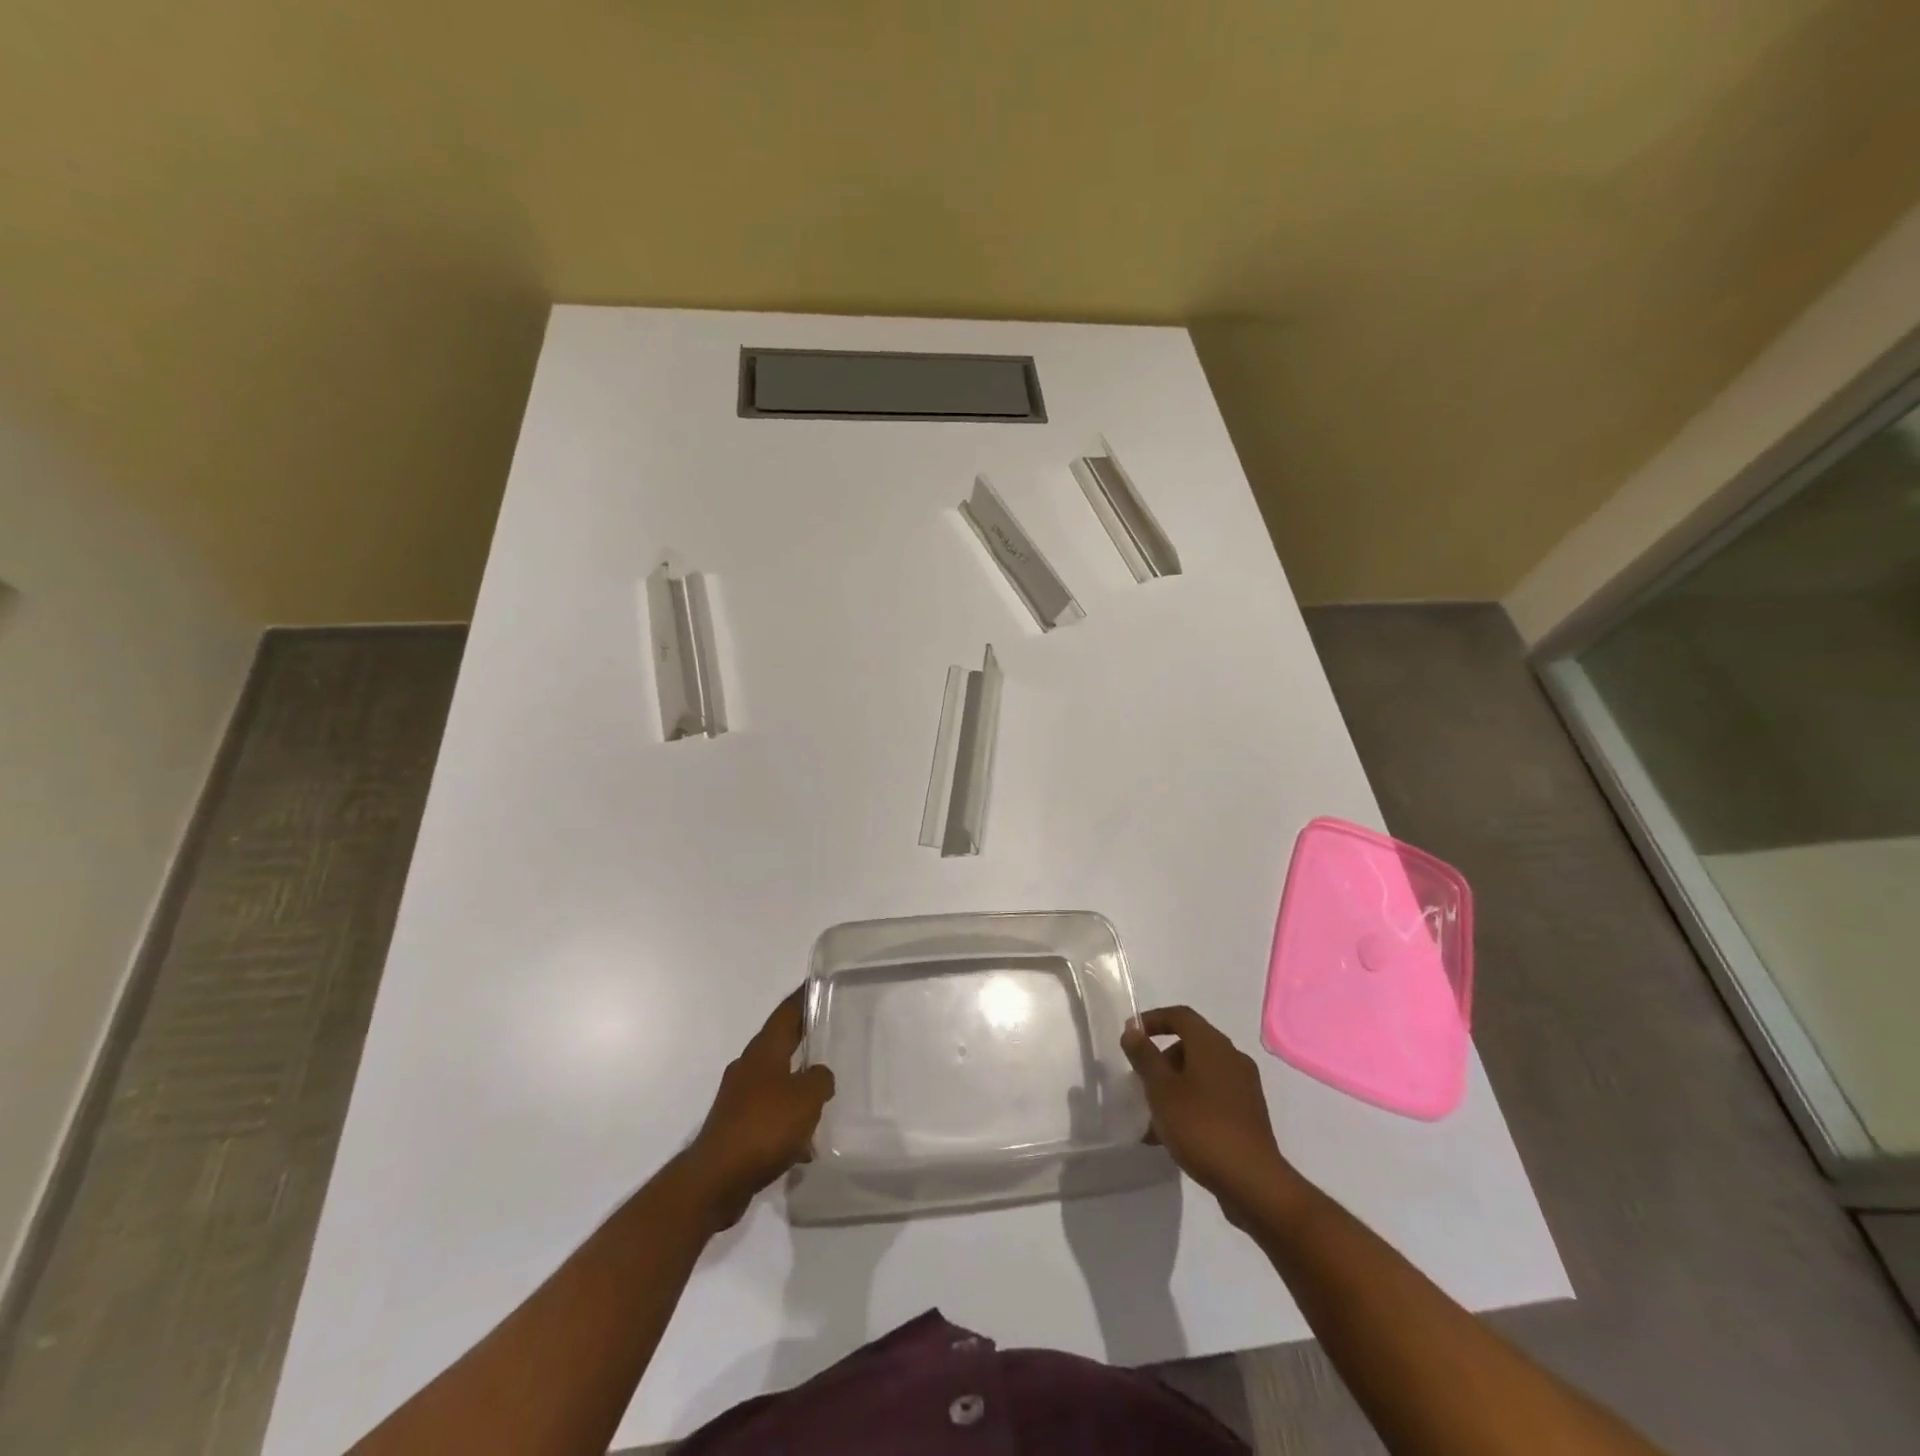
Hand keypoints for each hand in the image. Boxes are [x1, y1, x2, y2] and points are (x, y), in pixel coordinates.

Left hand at [682, 989, 834, 1228]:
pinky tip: (806, 1143)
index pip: (787, 1012)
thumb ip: (821, 1079)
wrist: (715, 1180)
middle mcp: (749, 1067)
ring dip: (798, 1084)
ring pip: (777, 1080)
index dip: (804, 997)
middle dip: (805, 1039)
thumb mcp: (806, 1098)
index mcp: (764, 1051)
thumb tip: (820, 1076)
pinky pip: (770, 1114)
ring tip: (826, 1093)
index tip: (819, 983)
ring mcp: (739, 1098)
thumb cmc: (764, 1127)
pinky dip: (788, 1121)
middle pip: (781, 1043)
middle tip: (833, 1034)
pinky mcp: (737, 1127)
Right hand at [1121, 1005, 1299, 1222]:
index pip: (1180, 1015)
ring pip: (1201, 1074)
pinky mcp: (1249, 1115)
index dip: (1153, 1019)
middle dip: (1162, 1058)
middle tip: (1141, 1080)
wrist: (1252, 1182)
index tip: (1132, 1036)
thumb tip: (1133, 1030)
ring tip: (1152, 1115)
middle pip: (1191, 1044)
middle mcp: (1232, 1058)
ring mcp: (1244, 1087)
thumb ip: (1144, 1056)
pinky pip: (1213, 1097)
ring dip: (1174, 1085)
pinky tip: (1174, 1135)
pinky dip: (1191, 1104)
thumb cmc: (1200, 1126)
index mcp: (1212, 1045)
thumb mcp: (1161, 1089)